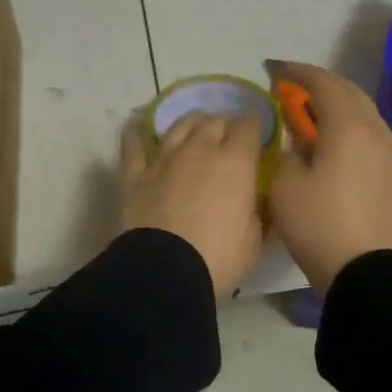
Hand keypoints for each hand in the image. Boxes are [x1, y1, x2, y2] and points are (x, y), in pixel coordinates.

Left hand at [120, 111, 265, 297]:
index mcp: (236, 162)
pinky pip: (134, 145)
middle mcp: (200, 150)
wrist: (166, 270)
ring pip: (180, 125)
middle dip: (225, 124)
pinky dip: (136, 134)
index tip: (258, 134)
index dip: (255, 126)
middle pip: (215, 121)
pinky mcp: (137, 175)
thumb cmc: (219, 256)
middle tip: (228, 138)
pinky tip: (137, 127)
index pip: (249, 126)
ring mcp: (165, 159)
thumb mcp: (255, 238)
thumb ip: (256, 210)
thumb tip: (253, 199)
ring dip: (192, 123)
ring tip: (196, 129)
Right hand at [268, 62, 391, 292]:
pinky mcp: (390, 176)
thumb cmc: (319, 223)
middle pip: (349, 93)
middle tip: (292, 88)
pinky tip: (332, 142)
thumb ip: (289, 152)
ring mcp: (387, 154)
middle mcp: (374, 132)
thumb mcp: (285, 185)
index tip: (274, 71)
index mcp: (348, 126)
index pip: (323, 83)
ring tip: (311, 113)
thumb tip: (300, 144)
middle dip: (320, 84)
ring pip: (363, 114)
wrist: (365, 271)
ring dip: (337, 105)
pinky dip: (348, 127)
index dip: (297, 73)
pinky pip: (368, 136)